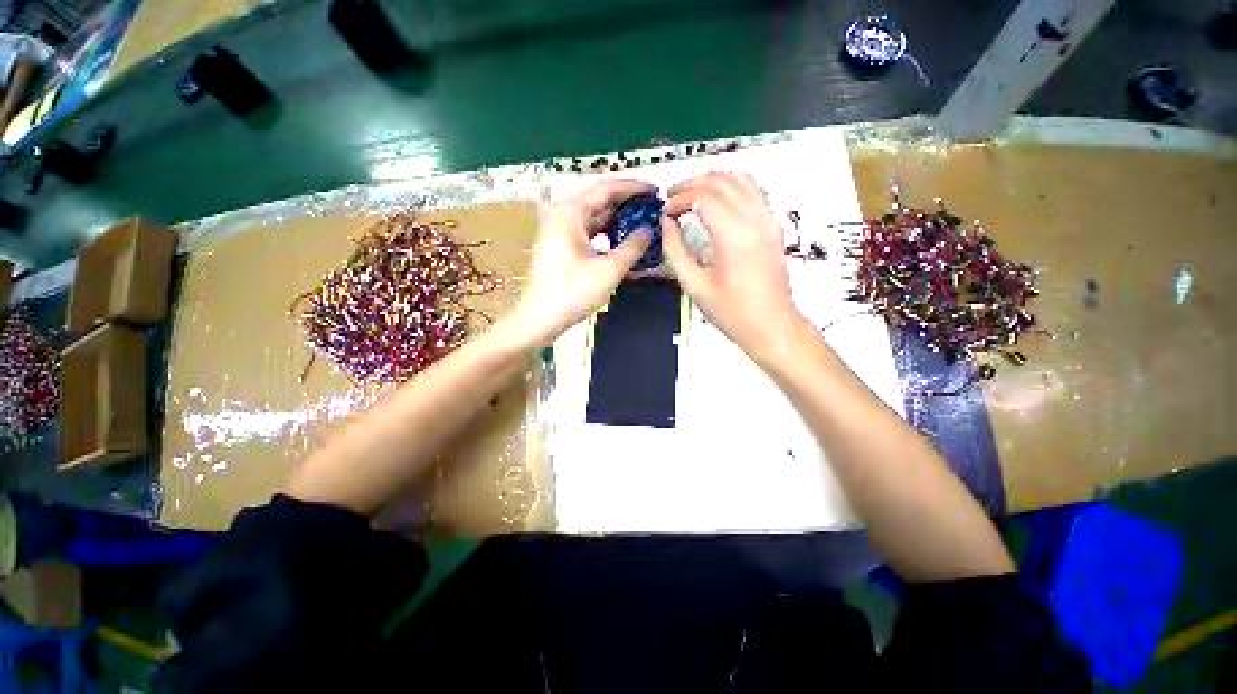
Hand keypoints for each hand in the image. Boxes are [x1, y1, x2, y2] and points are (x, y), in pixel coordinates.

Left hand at [512, 179, 653, 345]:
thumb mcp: (608, 270)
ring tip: (645, 225)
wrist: (539, 319)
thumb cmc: (572, 293)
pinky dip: (608, 236)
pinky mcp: (562, 245)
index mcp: (570, 212)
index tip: (657, 191)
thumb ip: (633, 247)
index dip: (635, 188)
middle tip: (654, 209)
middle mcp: (563, 214)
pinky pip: (590, 233)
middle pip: (601, 201)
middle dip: (629, 205)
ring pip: (596, 218)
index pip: (607, 188)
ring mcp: (561, 230)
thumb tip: (649, 229)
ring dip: (620, 221)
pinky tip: (625, 243)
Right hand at [661, 172, 808, 362]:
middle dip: (691, 184)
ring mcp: (769, 219)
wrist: (771, 325)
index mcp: (734, 235)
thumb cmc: (732, 312)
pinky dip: (730, 186)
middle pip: (720, 181)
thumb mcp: (695, 285)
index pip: (703, 196)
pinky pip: (753, 190)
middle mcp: (755, 219)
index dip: (679, 199)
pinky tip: (716, 199)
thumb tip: (666, 223)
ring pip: (739, 178)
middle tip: (671, 198)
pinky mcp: (773, 224)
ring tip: (690, 194)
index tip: (664, 211)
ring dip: (711, 180)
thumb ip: (675, 250)